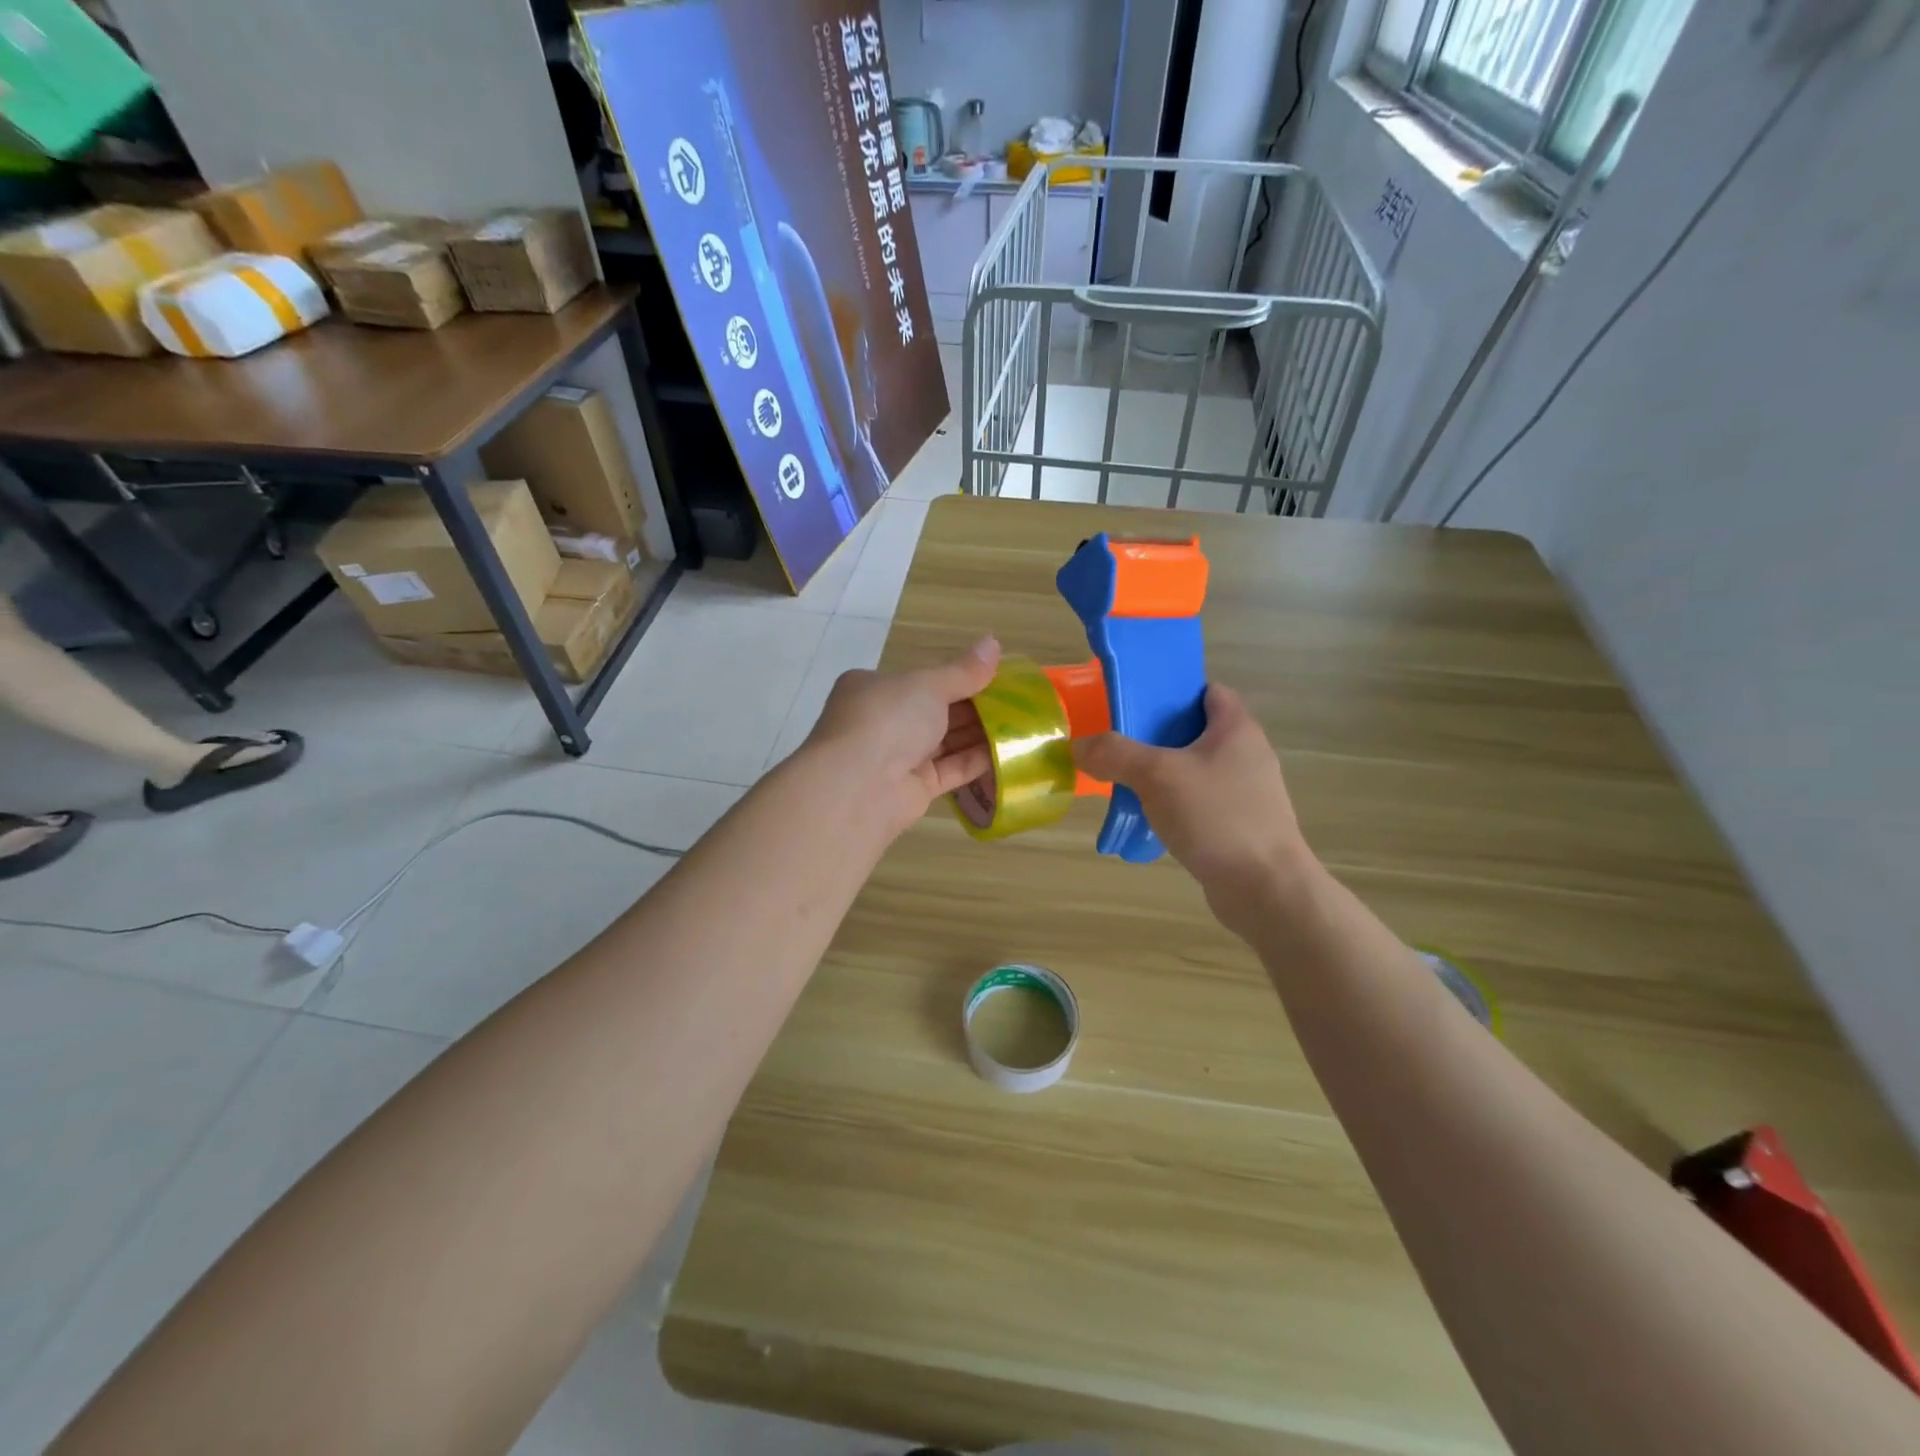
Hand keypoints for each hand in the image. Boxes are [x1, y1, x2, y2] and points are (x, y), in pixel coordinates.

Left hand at [805, 636, 1000, 838]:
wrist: (859, 786)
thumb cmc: (888, 718)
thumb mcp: (928, 685)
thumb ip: (964, 671)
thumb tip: (993, 642)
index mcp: (874, 688)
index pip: (920, 680)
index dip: (957, 678)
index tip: (995, 677)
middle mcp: (883, 721)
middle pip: (935, 712)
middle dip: (974, 707)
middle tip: (1017, 702)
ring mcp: (897, 757)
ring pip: (944, 742)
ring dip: (979, 734)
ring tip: (1021, 725)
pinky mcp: (914, 788)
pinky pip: (950, 770)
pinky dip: (976, 761)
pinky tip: (1008, 753)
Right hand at [1074, 685, 1313, 937]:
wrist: (1265, 889)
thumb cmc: (1216, 817)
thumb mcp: (1157, 775)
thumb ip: (1114, 754)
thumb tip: (1079, 746)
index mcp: (1236, 728)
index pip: (1206, 691)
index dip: (1171, 691)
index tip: (1134, 704)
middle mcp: (1246, 755)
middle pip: (1194, 732)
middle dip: (1155, 737)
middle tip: (1118, 745)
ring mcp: (1246, 793)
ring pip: (1194, 771)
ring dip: (1161, 776)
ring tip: (1124, 784)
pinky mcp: (1239, 826)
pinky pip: (1199, 804)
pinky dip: (1173, 807)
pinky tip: (1147, 821)